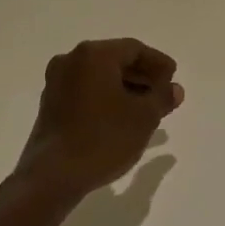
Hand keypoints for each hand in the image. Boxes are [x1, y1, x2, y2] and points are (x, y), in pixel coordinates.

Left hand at [12, 39, 183, 204]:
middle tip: (163, 93)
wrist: (53, 176)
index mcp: (94, 55)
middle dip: (142, 76)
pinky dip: (107, 98)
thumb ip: (162, 97)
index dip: (158, 63)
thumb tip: (174, 89)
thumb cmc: (103, 139)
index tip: (173, 78)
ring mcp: (57, 82)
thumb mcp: (144, 117)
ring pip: (100, 77)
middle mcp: (71, 60)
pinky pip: (86, 91)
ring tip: (147, 109)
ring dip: (125, 88)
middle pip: (115, 60)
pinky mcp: (51, 104)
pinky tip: (122, 118)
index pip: (134, 49)